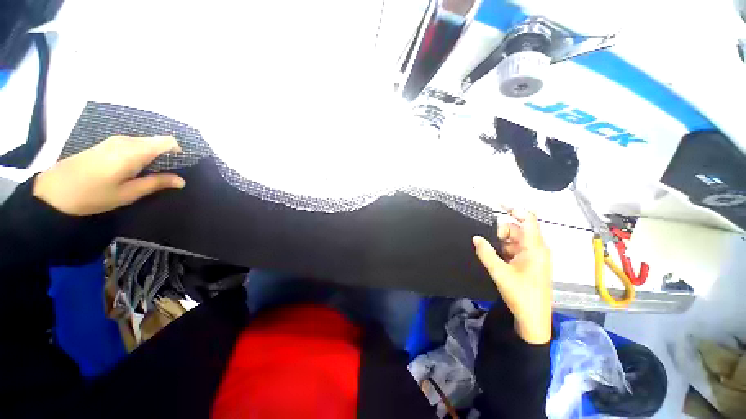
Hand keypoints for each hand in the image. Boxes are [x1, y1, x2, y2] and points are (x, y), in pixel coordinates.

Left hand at [33, 135, 185, 215]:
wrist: (53, 191)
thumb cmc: (93, 195)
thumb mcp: (128, 193)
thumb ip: (156, 183)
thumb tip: (182, 181)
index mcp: (134, 151)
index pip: (167, 141)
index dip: (179, 151)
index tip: (181, 166)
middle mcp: (126, 140)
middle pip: (157, 142)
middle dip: (167, 155)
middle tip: (166, 175)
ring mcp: (114, 141)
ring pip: (145, 143)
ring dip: (153, 156)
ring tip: (150, 174)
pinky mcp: (106, 144)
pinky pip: (132, 145)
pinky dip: (141, 154)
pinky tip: (133, 170)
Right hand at [473, 208, 551, 343]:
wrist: (533, 318)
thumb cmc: (520, 294)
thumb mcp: (499, 272)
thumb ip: (486, 253)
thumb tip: (476, 237)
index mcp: (534, 247)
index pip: (527, 219)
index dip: (514, 208)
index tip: (497, 203)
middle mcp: (536, 248)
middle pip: (517, 228)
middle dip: (501, 231)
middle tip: (488, 243)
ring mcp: (533, 255)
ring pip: (514, 239)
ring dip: (501, 242)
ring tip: (491, 253)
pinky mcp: (529, 262)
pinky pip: (515, 248)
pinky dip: (504, 249)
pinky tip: (496, 258)